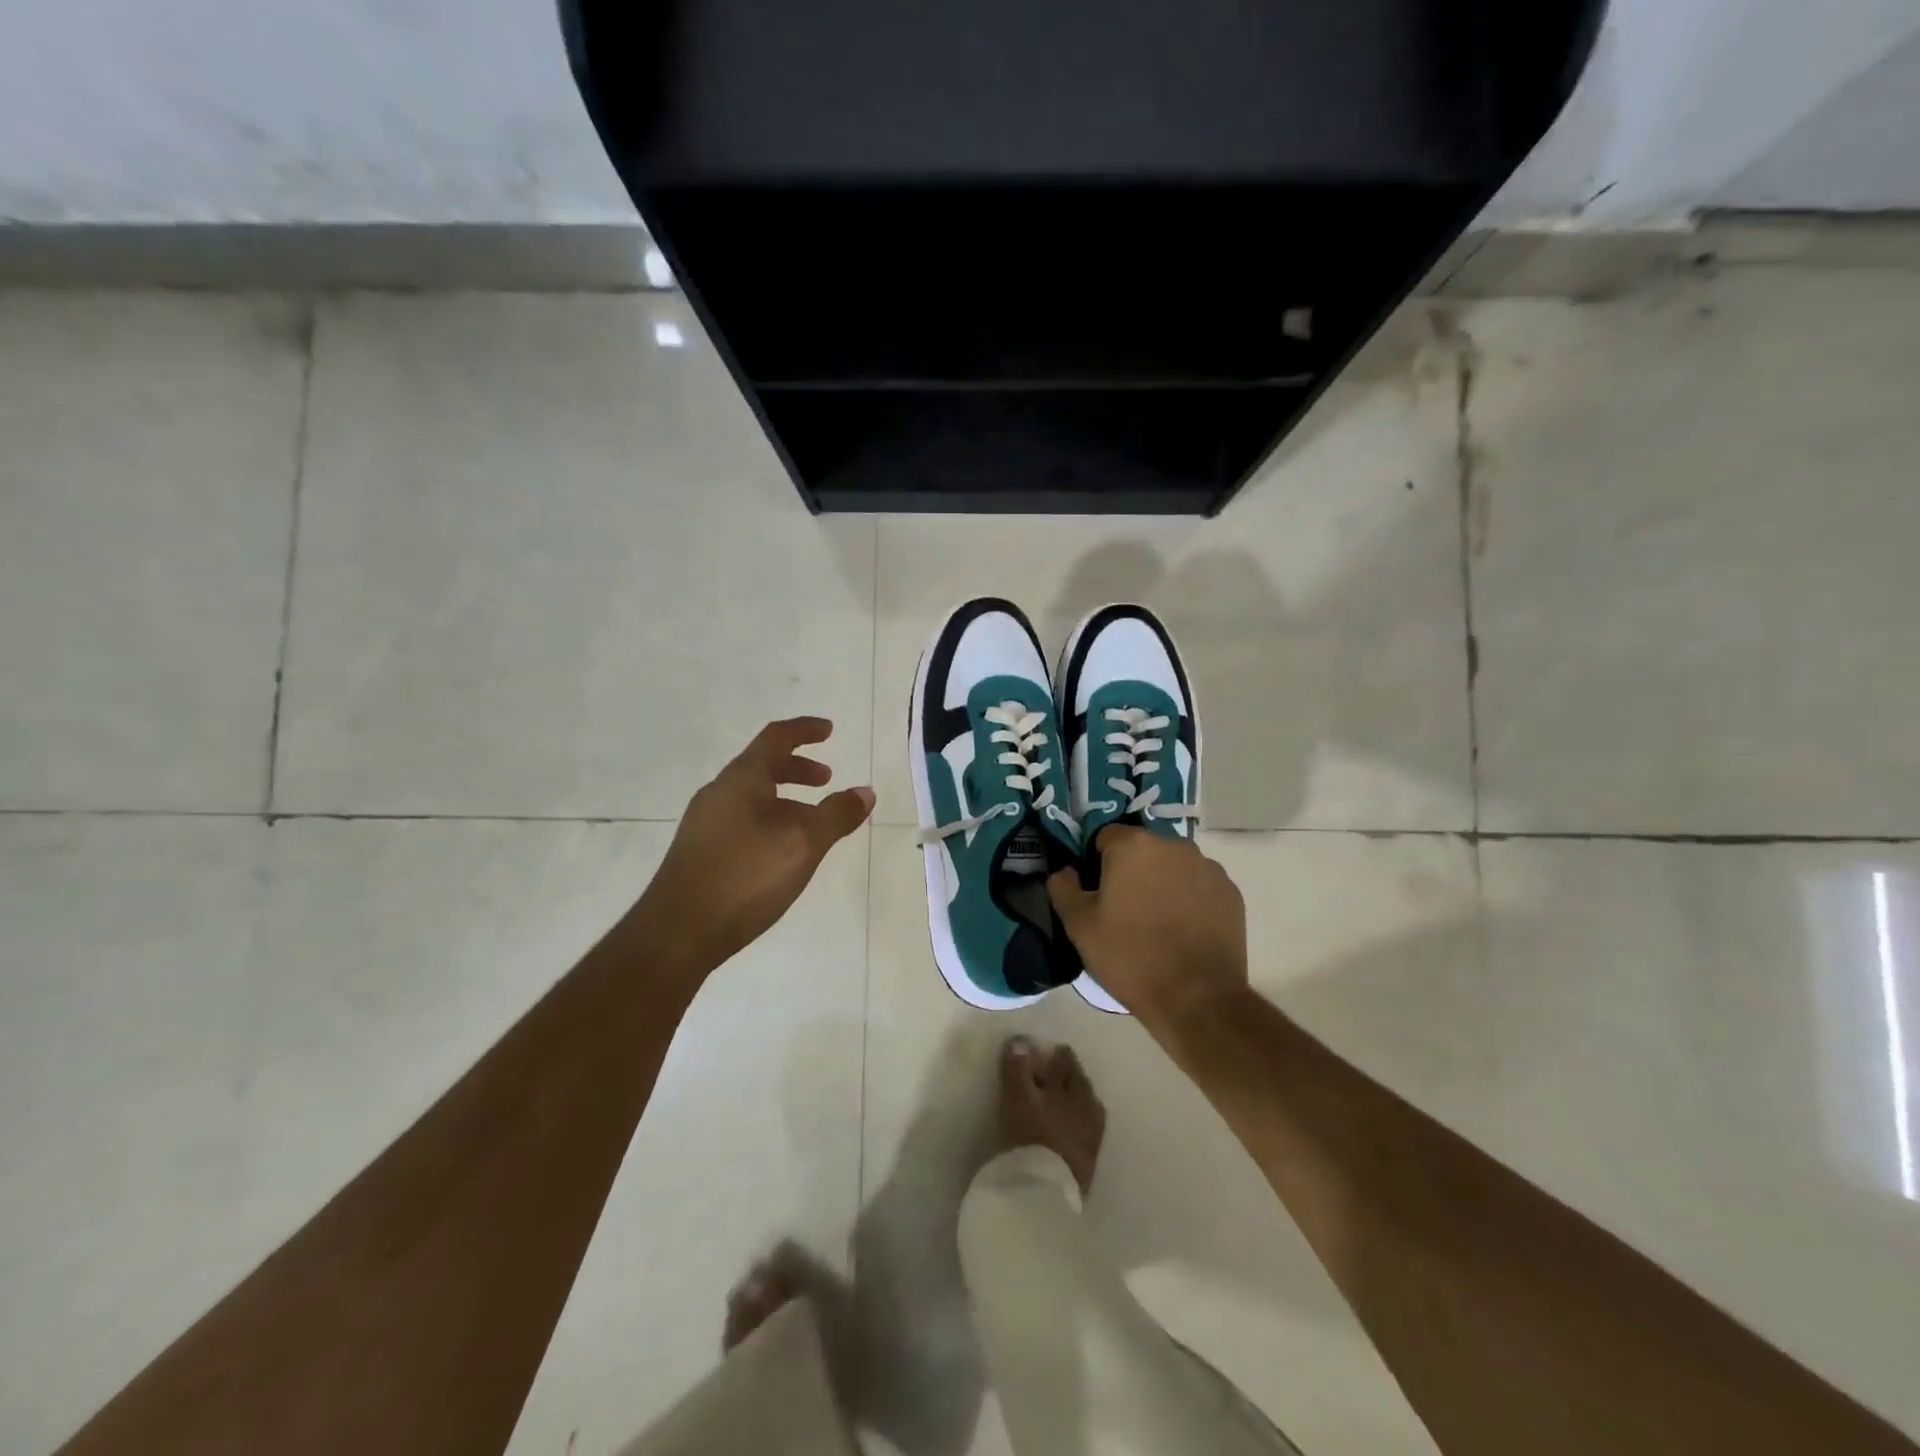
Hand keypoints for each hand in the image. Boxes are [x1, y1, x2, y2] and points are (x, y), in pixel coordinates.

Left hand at [638, 718, 873, 977]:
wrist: (677, 933)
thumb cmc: (745, 877)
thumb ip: (836, 815)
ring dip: (785, 799)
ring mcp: (705, 823)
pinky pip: (742, 820)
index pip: (775, 738)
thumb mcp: (803, 844)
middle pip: (761, 766)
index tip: (829, 730)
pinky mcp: (700, 852)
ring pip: (752, 797)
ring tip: (811, 822)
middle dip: (797, 768)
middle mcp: (719, 793)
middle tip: (826, 780)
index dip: (804, 730)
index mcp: (741, 779)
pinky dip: (769, 820)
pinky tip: (782, 853)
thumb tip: (865, 792)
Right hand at [1047, 827, 1248, 1027]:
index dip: (1096, 863)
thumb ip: (1063, 888)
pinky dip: (1189, 899)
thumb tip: (1065, 871)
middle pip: (1142, 849)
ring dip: (1162, 882)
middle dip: (1131, 871)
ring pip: (1173, 866)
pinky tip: (1183, 931)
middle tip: (1124, 910)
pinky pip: (1199, 886)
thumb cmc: (1130, 956)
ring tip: (1157, 923)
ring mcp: (1208, 868)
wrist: (1197, 999)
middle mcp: (1174, 845)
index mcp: (1134, 845)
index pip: (1105, 837)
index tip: (1097, 893)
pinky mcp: (1231, 893)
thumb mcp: (1079, 925)